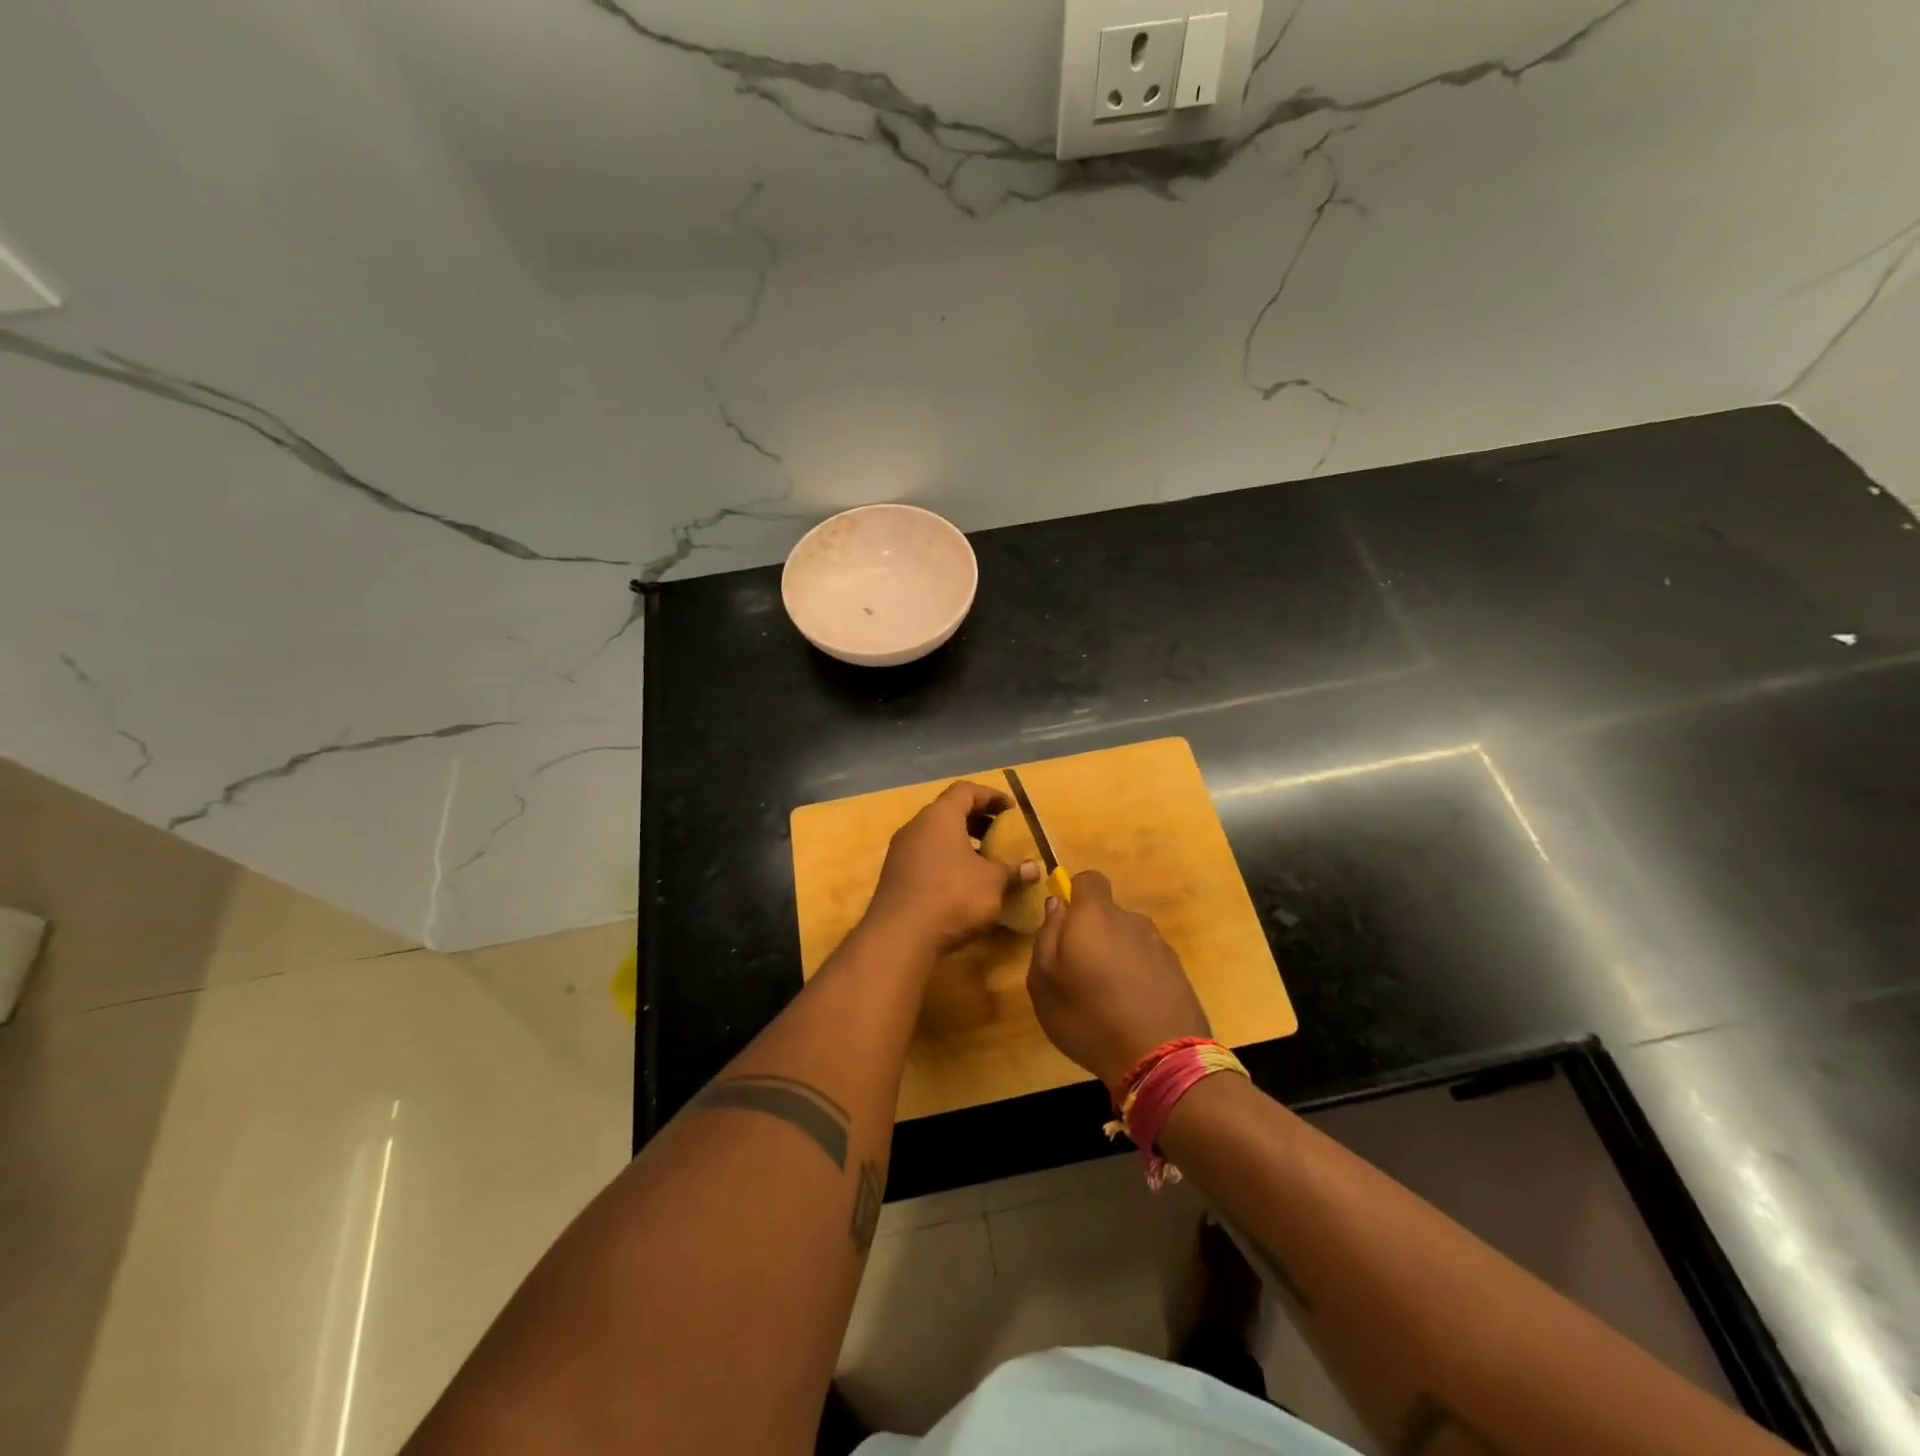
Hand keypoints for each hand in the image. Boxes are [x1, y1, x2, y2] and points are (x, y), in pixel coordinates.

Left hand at [864, 781, 1039, 954]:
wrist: (899, 936)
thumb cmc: (952, 896)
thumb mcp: (992, 883)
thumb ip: (1013, 871)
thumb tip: (1034, 868)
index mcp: (940, 816)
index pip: (966, 791)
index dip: (991, 796)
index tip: (1012, 810)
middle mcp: (916, 826)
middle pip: (949, 811)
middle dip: (977, 820)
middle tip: (1000, 834)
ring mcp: (901, 851)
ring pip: (935, 836)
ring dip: (962, 843)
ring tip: (985, 861)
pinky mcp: (894, 876)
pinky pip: (925, 856)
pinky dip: (946, 860)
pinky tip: (962, 883)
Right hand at [1027, 870, 1211, 1087]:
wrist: (1161, 1058)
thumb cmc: (1088, 1015)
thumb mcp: (1044, 981)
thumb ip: (1046, 935)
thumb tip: (1057, 905)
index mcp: (1096, 915)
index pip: (1089, 879)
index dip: (1075, 894)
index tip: (1065, 924)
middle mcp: (1131, 921)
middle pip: (1108, 914)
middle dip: (1094, 934)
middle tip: (1079, 974)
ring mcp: (1159, 946)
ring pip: (1129, 940)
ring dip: (1117, 958)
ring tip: (1107, 999)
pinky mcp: (1179, 973)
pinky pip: (1149, 964)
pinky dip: (1138, 978)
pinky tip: (1132, 1012)